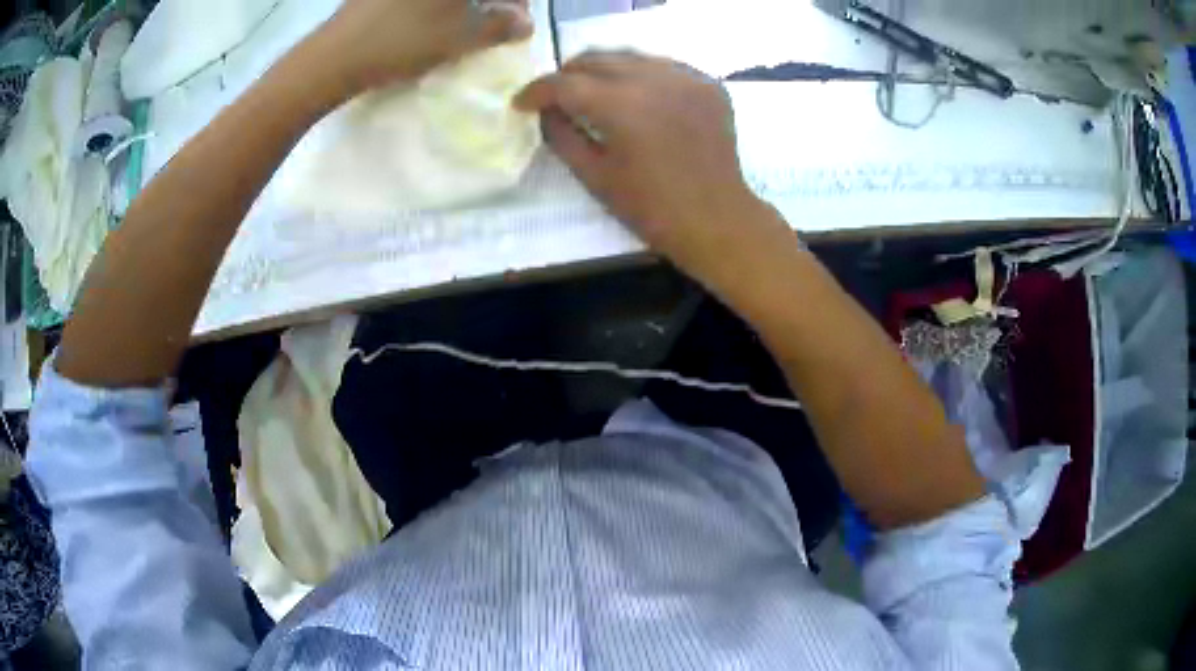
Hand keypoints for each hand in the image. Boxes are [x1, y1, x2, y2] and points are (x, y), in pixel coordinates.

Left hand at [313, 0, 532, 97]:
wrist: (332, 58)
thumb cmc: (401, 41)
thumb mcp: (459, 37)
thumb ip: (499, 26)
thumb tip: (524, 23)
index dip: (516, 1)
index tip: (519, 17)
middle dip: (493, 1)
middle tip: (497, 21)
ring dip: (466, 3)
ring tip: (468, 23)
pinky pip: (420, 0)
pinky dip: (437, 5)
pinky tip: (435, 20)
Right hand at [514, 51, 789, 288]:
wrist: (717, 219)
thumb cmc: (651, 208)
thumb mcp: (595, 176)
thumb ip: (562, 136)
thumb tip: (545, 112)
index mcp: (622, 105)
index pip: (565, 83)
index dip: (537, 90)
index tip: (522, 103)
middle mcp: (654, 78)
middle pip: (597, 59)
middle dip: (568, 75)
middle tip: (556, 95)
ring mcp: (686, 78)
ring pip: (630, 57)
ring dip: (604, 70)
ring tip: (593, 91)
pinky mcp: (708, 85)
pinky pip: (664, 67)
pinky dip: (642, 75)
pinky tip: (637, 96)